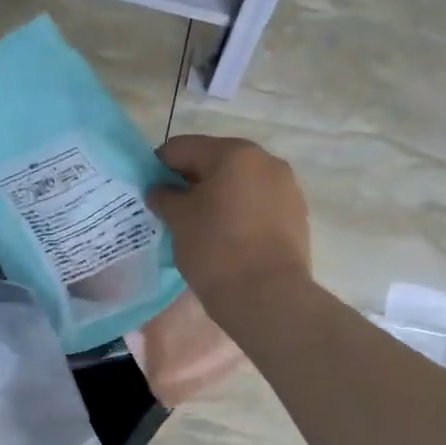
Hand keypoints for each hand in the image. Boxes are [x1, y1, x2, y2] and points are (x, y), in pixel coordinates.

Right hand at [147, 135, 311, 311]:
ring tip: (201, 228)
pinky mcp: (296, 216)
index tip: (149, 191)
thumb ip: (165, 197)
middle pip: (216, 162)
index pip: (183, 148)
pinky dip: (240, 213)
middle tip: (173, 210)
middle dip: (192, 182)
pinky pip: (259, 205)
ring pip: (240, 184)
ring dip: (218, 197)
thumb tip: (160, 190)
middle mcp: (266, 160)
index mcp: (234, 153)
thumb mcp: (179, 221)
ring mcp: (287, 188)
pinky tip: (228, 239)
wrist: (268, 297)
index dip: (159, 166)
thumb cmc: (216, 250)